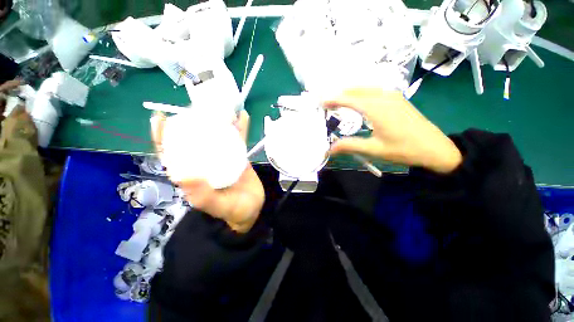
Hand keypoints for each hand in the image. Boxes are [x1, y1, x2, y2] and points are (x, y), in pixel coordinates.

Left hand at [151, 110, 264, 232]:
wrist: (253, 210)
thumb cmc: (234, 211)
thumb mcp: (218, 206)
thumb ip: (202, 195)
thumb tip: (181, 175)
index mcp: (194, 174)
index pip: (172, 154)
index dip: (163, 137)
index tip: (160, 117)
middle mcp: (205, 163)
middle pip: (195, 138)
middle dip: (193, 121)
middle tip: (198, 105)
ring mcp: (223, 158)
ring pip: (218, 136)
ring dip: (219, 121)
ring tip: (222, 106)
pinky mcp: (238, 157)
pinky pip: (238, 140)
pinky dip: (240, 128)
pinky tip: (242, 116)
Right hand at [323, 88, 462, 173]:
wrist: (436, 149)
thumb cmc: (404, 150)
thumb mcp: (374, 150)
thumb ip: (350, 146)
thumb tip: (329, 149)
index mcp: (377, 108)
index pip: (349, 99)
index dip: (333, 99)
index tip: (321, 102)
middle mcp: (384, 97)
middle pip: (356, 89)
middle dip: (339, 94)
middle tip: (326, 103)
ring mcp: (393, 96)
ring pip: (365, 88)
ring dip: (350, 92)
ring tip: (338, 101)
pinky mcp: (397, 99)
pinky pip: (374, 91)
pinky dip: (361, 93)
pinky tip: (357, 101)